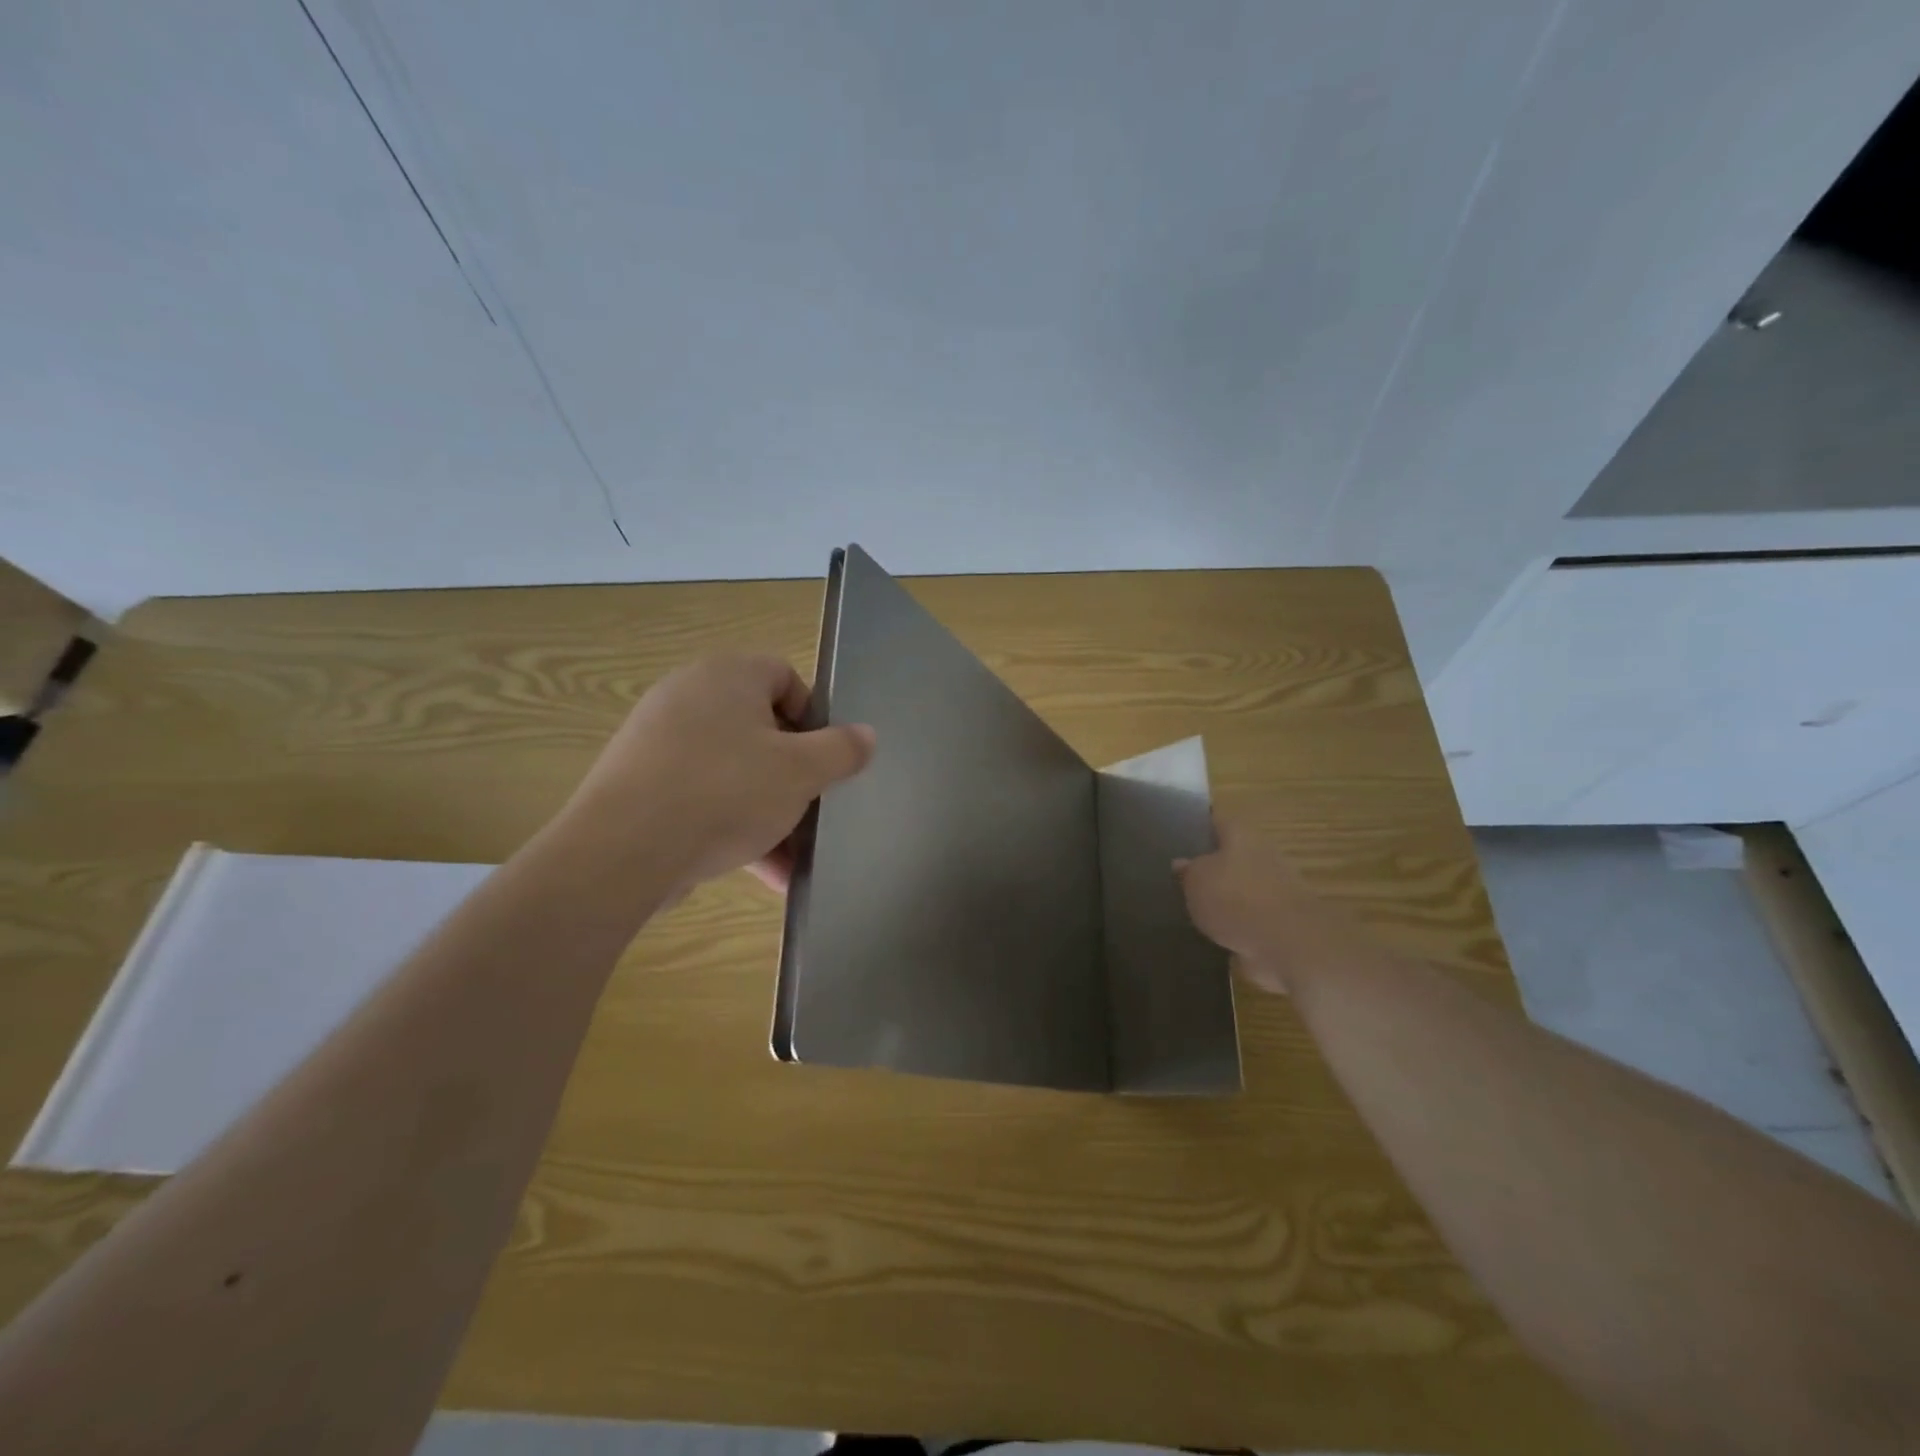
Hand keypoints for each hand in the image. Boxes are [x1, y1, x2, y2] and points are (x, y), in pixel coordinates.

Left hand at [559, 654, 874, 893]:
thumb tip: (867, 735)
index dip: (814, 716)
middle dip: (793, 773)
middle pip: (760, 728)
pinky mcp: (639, 784)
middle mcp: (688, 697)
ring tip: (794, 856)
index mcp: (727, 676)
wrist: (623, 852)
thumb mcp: (801, 772)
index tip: (826, 758)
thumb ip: (841, 750)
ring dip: (769, 810)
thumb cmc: (726, 792)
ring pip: (733, 770)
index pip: (784, 676)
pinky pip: (701, 797)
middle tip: (813, 807)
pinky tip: (763, 873)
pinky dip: (733, 826)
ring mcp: (657, 741)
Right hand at [1176, 820, 1358, 995]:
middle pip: (1233, 854)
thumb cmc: (1235, 899)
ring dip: (1225, 897)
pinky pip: (1251, 918)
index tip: (1179, 834)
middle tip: (1183, 876)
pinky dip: (1236, 925)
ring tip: (1195, 908)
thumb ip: (1188, 871)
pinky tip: (1215, 934)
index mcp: (1242, 836)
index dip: (1199, 825)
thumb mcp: (1196, 880)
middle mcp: (1263, 856)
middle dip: (1212, 865)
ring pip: (1243, 887)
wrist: (1288, 945)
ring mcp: (1277, 891)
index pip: (1218, 821)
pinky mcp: (1283, 923)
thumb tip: (1181, 863)